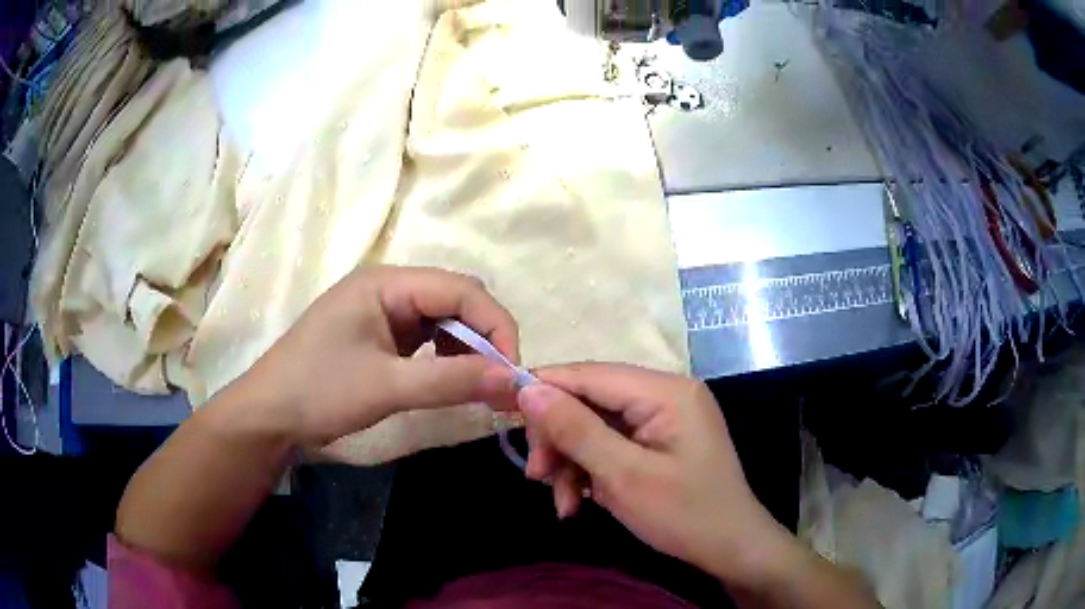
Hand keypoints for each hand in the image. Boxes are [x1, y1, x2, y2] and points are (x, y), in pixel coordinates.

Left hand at [236, 265, 519, 445]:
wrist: (268, 415)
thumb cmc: (319, 392)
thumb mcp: (387, 387)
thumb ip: (453, 380)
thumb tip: (514, 380)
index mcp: (386, 283)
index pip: (461, 290)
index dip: (496, 326)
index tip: (513, 373)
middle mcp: (388, 287)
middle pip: (456, 300)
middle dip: (484, 339)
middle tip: (500, 383)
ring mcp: (382, 310)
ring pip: (444, 320)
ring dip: (468, 350)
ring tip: (477, 387)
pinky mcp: (380, 334)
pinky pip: (427, 337)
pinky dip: (447, 358)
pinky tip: (449, 380)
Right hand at [516, 363, 800, 585]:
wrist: (730, 549)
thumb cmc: (684, 514)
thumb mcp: (623, 476)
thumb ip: (575, 429)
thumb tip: (528, 389)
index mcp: (665, 391)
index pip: (590, 374)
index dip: (544, 389)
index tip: (504, 412)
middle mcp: (664, 395)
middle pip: (590, 401)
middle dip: (559, 439)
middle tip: (537, 476)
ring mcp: (663, 419)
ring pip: (595, 427)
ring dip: (571, 462)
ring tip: (563, 502)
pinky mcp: (658, 442)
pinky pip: (611, 445)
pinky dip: (590, 471)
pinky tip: (579, 502)